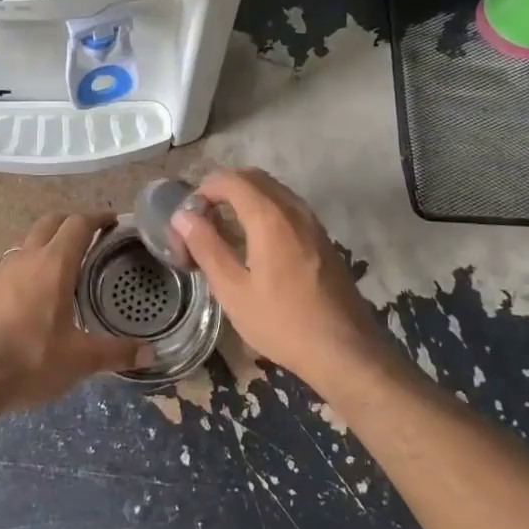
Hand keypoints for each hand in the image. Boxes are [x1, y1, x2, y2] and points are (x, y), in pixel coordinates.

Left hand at [0, 212, 152, 414]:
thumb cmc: (30, 362)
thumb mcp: (80, 361)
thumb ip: (116, 353)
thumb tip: (150, 353)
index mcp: (55, 265)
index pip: (79, 224)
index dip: (97, 218)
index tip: (111, 221)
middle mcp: (25, 257)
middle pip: (49, 223)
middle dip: (69, 223)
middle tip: (86, 238)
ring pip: (22, 243)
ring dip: (40, 245)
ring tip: (51, 265)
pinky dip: (8, 266)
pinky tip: (10, 282)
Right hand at [171, 168, 390, 394]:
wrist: (345, 350)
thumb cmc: (282, 322)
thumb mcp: (233, 290)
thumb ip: (206, 247)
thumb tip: (182, 217)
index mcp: (269, 217)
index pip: (230, 180)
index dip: (203, 191)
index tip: (189, 219)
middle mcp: (294, 208)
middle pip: (252, 178)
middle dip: (222, 190)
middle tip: (202, 221)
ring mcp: (312, 221)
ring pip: (272, 190)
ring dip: (244, 199)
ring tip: (224, 232)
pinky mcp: (322, 237)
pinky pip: (287, 207)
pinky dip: (264, 210)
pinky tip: (254, 244)